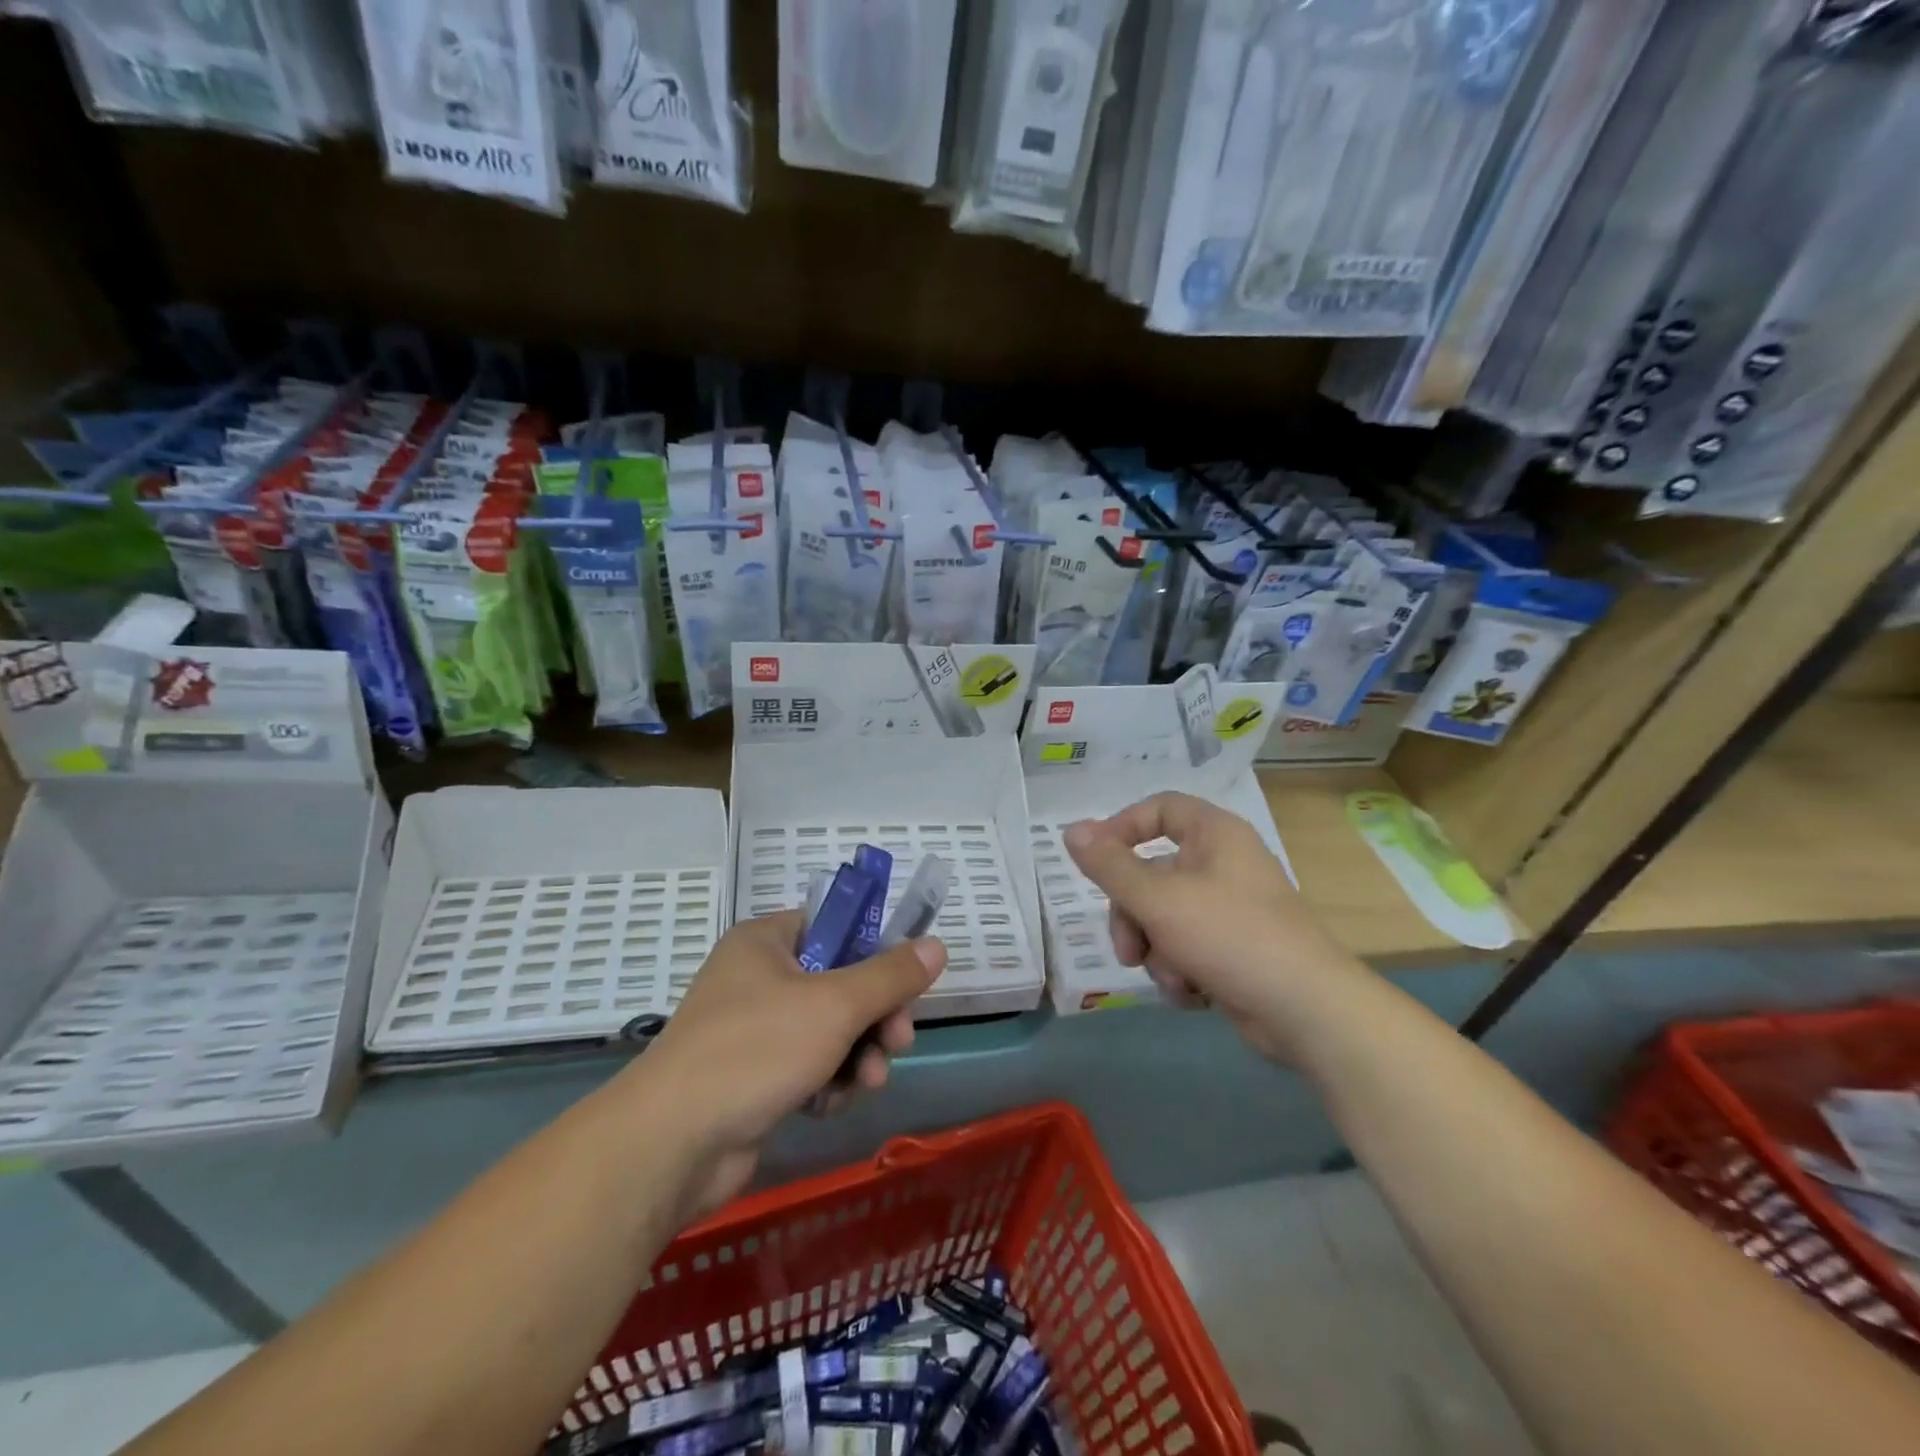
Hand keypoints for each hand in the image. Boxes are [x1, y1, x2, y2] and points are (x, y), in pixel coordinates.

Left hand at [622, 911, 944, 1219]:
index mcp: (766, 941)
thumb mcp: (835, 1004)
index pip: (834, 927)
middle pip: (839, 983)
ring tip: (869, 1081)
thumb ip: (890, 975)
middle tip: (899, 1040)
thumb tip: (937, 945)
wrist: (674, 1144)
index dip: (874, 950)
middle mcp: (758, 977)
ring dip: (858, 1055)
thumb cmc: (756, 1049)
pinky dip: (827, 1083)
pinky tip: (830, 1104)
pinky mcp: (753, 1078)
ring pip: (830, 1030)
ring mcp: (753, 1030)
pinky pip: (809, 1066)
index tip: (906, 981)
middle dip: (875, 1016)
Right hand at [1063, 792, 1364, 1063]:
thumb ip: (1109, 865)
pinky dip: (1181, 969)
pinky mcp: (1235, 948)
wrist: (1306, 1009)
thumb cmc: (1229, 935)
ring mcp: (1231, 909)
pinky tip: (1191, 993)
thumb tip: (1071, 831)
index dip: (1121, 828)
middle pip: (1153, 873)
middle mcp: (1223, 864)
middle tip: (1126, 949)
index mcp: (1215, 834)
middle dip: (1132, 915)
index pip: (1159, 809)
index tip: (1094, 861)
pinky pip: (1187, 946)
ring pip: (1164, 916)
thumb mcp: (1158, 898)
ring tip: (1170, 978)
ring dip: (1156, 950)